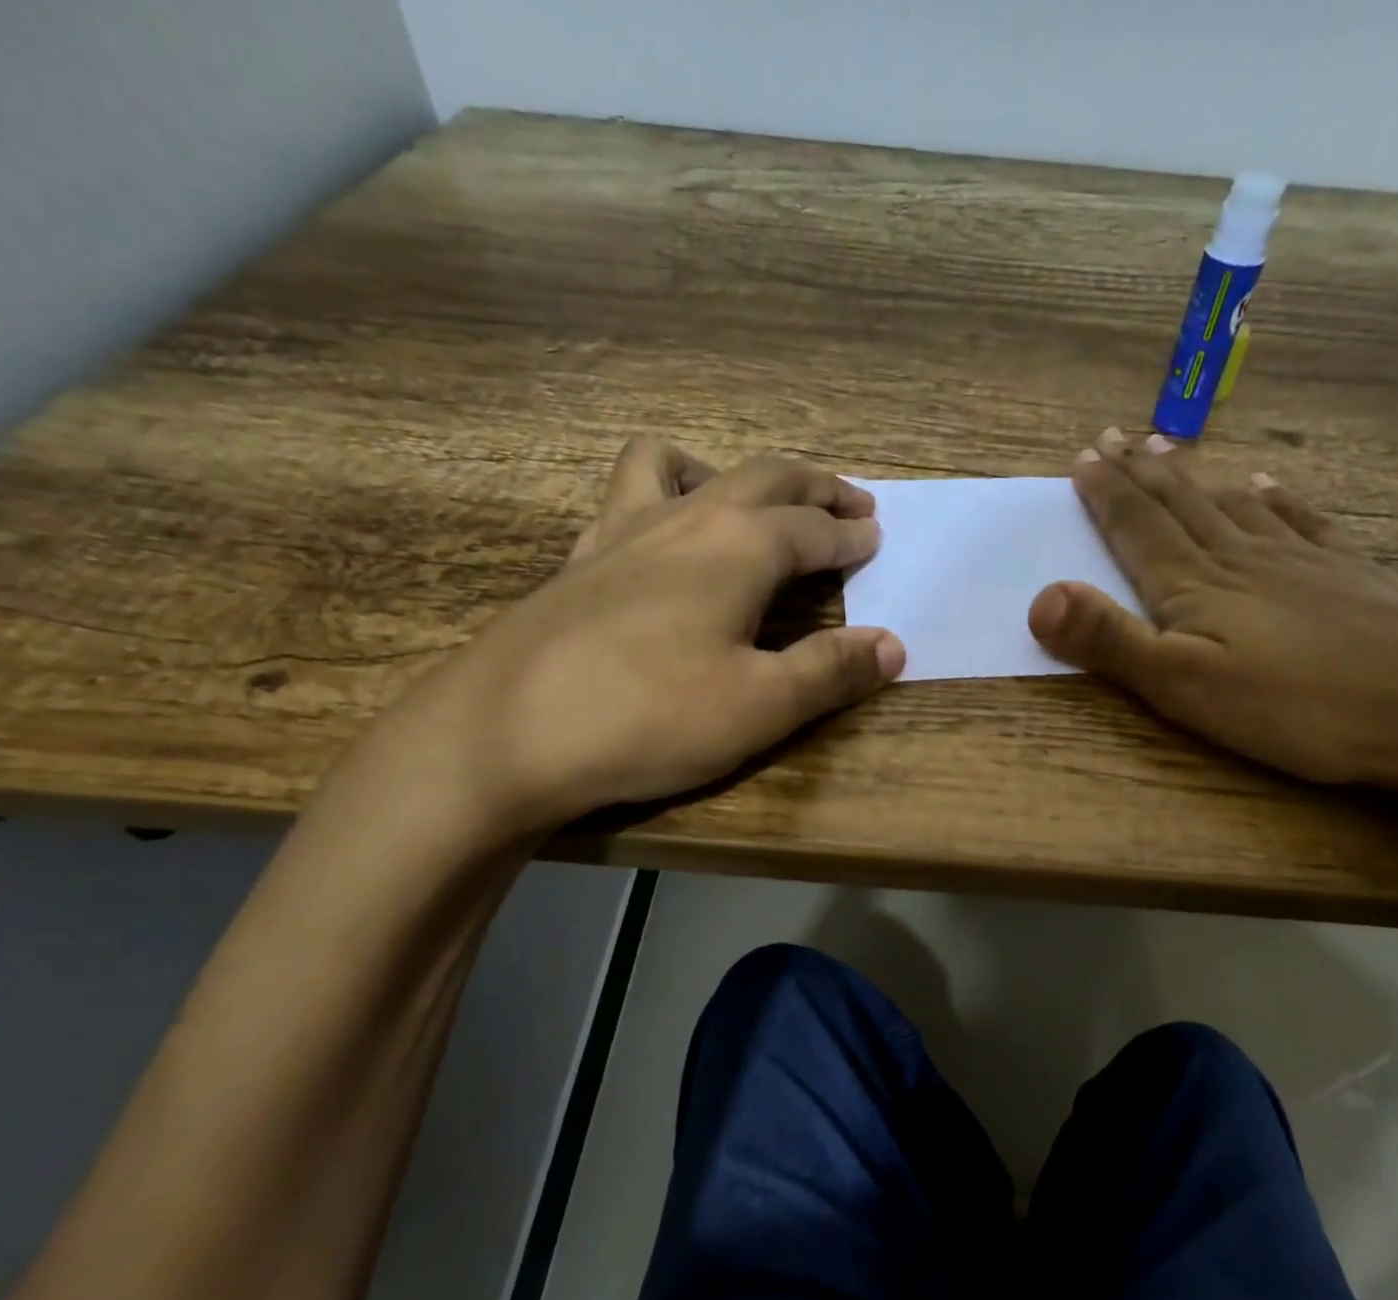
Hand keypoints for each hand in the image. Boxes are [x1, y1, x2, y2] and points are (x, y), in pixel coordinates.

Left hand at [392, 438, 903, 838]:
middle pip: (762, 478)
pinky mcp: (578, 561)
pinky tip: (664, 541)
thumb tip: (894, 646)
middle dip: (814, 488)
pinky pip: (627, 498)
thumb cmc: (648, 717)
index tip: (876, 540)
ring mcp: (621, 533)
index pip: (813, 529)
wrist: (503, 734)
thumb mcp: (761, 706)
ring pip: (683, 468)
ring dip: (733, 474)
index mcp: (737, 547)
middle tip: (851, 504)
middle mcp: (683, 520)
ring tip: (752, 504)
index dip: (851, 537)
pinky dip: (662, 495)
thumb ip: (831, 671)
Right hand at [1028, 428, 1397, 787]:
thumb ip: (1110, 641)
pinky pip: (1299, 520)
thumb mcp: (1183, 687)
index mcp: (1194, 586)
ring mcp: (1298, 560)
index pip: (1137, 528)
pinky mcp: (1346, 573)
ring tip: (1170, 447)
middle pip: (1179, 504)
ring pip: (1230, 505)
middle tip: (1113, 436)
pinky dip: (1274, 498)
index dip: (1106, 494)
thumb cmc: (1294, 707)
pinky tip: (1264, 484)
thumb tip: (1040, 596)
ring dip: (1193, 477)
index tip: (1082, 457)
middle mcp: (1239, 558)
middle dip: (1140, 471)